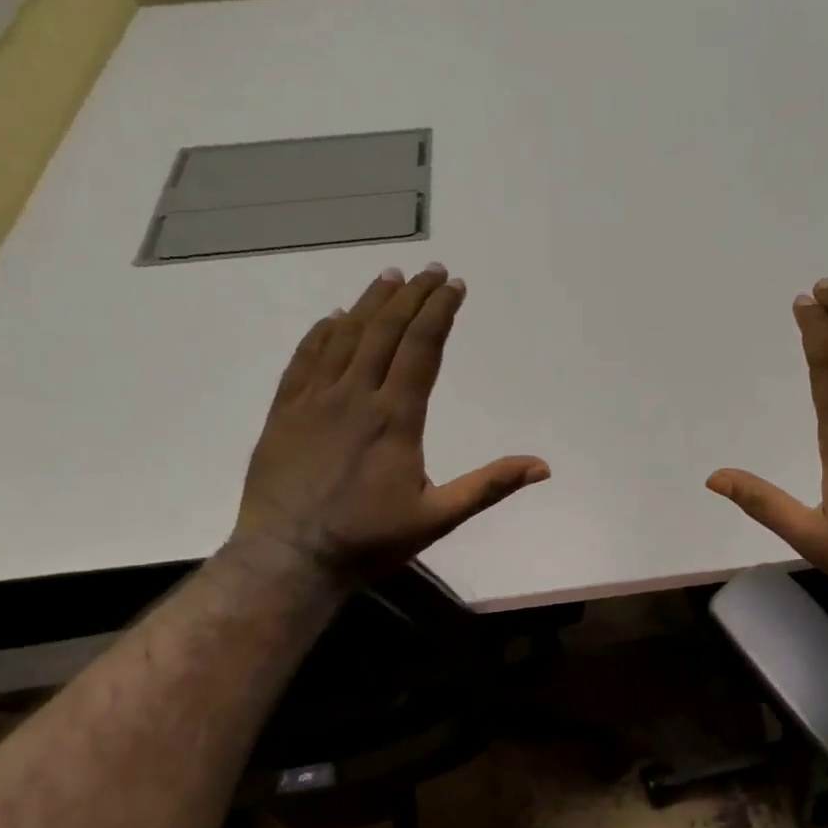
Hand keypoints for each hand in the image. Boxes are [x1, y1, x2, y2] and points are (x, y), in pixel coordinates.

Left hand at [231, 264, 549, 584]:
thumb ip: (489, 486)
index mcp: (396, 417)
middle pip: (386, 331)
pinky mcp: (285, 411)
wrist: (289, 557)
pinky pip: (305, 358)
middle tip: (430, 270)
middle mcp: (355, 395)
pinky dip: (322, 332)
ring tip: (389, 277)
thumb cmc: (369, 539)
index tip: (454, 285)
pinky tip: (334, 317)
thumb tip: (542, 467)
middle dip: (411, 296)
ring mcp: (315, 400)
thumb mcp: (439, 518)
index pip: (422, 348)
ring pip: (345, 337)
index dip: (440, 312)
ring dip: (370, 303)